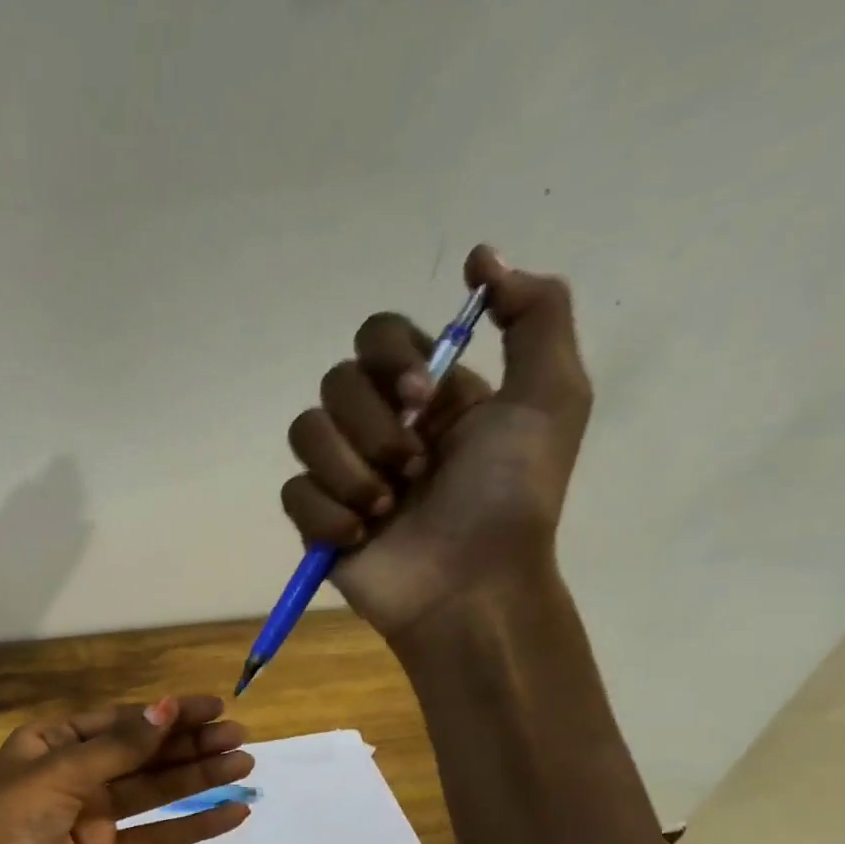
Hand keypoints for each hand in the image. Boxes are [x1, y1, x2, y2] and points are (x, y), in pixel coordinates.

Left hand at [0, 697, 251, 843]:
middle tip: (241, 739)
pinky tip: (228, 815)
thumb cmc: (4, 823)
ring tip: (244, 766)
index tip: (215, 709)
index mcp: (52, 742)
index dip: (168, 714)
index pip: (121, 721)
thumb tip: (166, 707)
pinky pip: (150, 836)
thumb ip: (119, 747)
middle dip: (190, 745)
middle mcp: (72, 774)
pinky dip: (188, 827)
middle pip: (141, 755)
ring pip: (151, 793)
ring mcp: (87, 817)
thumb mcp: (59, 774)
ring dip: (196, 779)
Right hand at [281, 245, 593, 641]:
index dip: (390, 358)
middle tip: (415, 467)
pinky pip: (293, 491)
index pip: (376, 336)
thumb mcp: (551, 397)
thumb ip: (535, 315)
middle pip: (334, 382)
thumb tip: (481, 257)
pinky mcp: (315, 519)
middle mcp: (379, 425)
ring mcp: (342, 474)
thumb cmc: (511, 497)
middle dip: (374, 425)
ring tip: (387, 508)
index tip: (424, 398)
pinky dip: (327, 513)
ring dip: (351, 470)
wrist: (470, 586)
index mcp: (428, 393)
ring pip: (305, 432)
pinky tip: (361, 536)